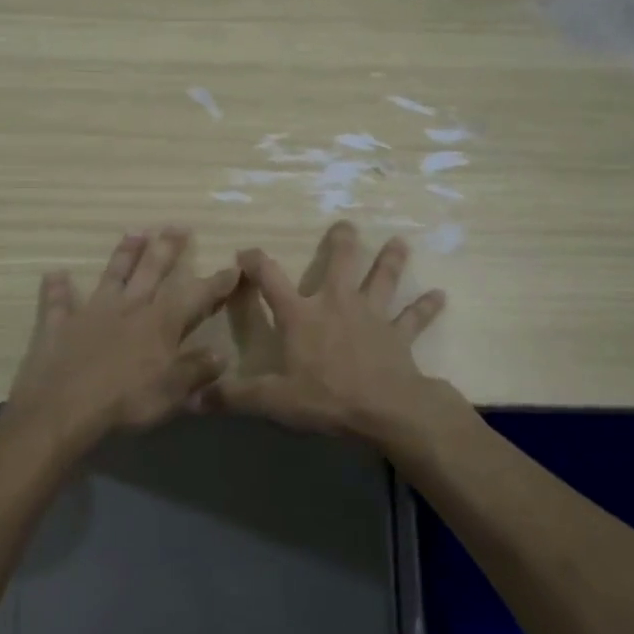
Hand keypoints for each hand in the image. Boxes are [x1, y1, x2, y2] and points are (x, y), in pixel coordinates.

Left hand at [1, 227, 238, 457]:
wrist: (63, 409)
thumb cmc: (125, 402)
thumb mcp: (171, 393)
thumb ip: (196, 370)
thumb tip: (220, 354)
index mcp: (159, 324)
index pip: (194, 296)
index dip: (216, 282)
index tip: (234, 266)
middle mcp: (128, 308)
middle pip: (151, 271)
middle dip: (167, 248)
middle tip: (177, 226)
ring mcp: (91, 313)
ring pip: (111, 275)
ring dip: (123, 254)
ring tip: (134, 233)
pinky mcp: (58, 326)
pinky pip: (57, 303)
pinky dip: (56, 288)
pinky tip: (54, 274)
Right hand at [207, 222, 451, 446]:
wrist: (385, 410)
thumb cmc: (326, 398)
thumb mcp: (272, 400)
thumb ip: (233, 396)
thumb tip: (192, 399)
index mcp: (301, 316)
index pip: (270, 280)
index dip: (255, 263)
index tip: (245, 252)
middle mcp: (336, 305)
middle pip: (338, 264)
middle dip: (341, 243)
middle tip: (345, 224)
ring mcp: (372, 317)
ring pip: (381, 280)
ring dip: (390, 261)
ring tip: (400, 241)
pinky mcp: (398, 335)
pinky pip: (414, 319)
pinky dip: (425, 308)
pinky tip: (440, 296)